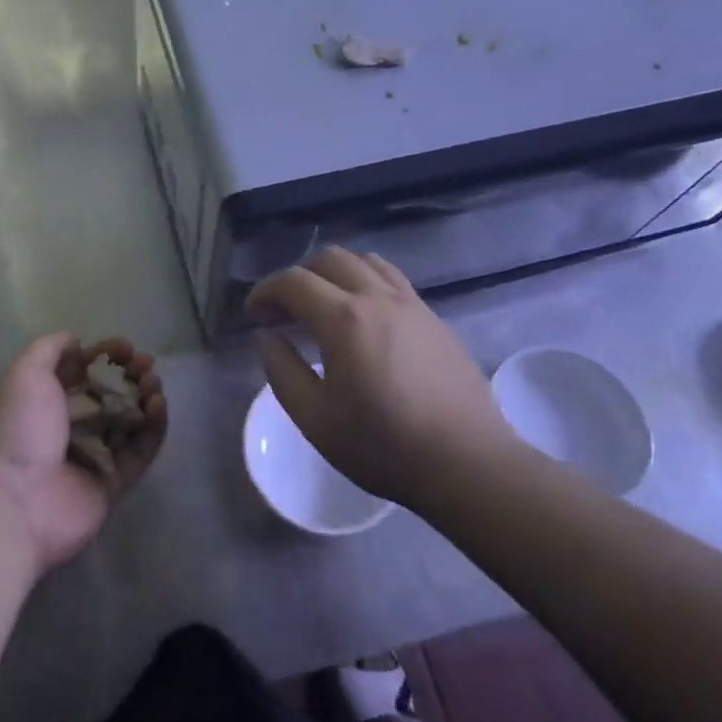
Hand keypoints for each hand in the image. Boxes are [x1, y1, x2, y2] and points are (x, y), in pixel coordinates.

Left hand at [0, 334, 166, 573]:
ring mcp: (88, 458)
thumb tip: (75, 340)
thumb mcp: (24, 373)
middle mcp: (63, 428)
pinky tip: (158, 406)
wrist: (12, 502)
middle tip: (147, 364)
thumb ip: (49, 349)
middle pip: (105, 394)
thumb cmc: (16, 429)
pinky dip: (152, 429)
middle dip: (128, 375)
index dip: (103, 355)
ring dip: (143, 398)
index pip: (78, 371)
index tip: (127, 346)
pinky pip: (137, 452)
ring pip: (125, 422)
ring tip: (154, 384)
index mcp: (38, 401)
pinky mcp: (109, 485)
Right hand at [247, 247, 516, 511]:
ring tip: (323, 304)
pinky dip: (365, 281)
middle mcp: (377, 298)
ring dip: (334, 273)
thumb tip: (266, 336)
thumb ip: (281, 371)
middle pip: (328, 259)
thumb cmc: (384, 446)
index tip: (254, 314)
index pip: (293, 282)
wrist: (468, 463)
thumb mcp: (315, 419)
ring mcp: (411, 303)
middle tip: (285, 311)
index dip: (265, 291)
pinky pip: (392, 279)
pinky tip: (363, 317)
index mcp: (343, 319)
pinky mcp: (433, 317)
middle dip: (297, 277)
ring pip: (364, 261)